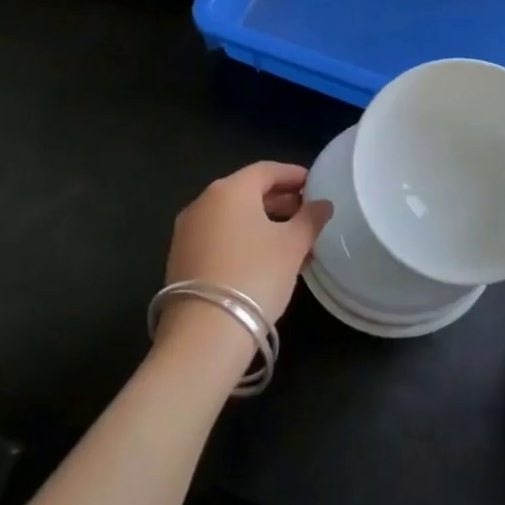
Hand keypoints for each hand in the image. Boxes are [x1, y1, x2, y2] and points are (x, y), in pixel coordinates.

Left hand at [162, 162, 331, 332]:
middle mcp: (203, 203)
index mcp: (229, 190)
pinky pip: (220, 237)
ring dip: (264, 223)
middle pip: (247, 192)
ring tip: (293, 241)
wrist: (204, 334)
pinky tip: (266, 260)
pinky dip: (244, 240)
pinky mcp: (181, 259)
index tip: (315, 185)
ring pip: (233, 217)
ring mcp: (187, 232)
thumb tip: (323, 204)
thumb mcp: (292, 246)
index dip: (293, 175)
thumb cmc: (255, 275)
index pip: (266, 170)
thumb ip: (310, 219)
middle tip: (307, 214)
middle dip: (280, 201)